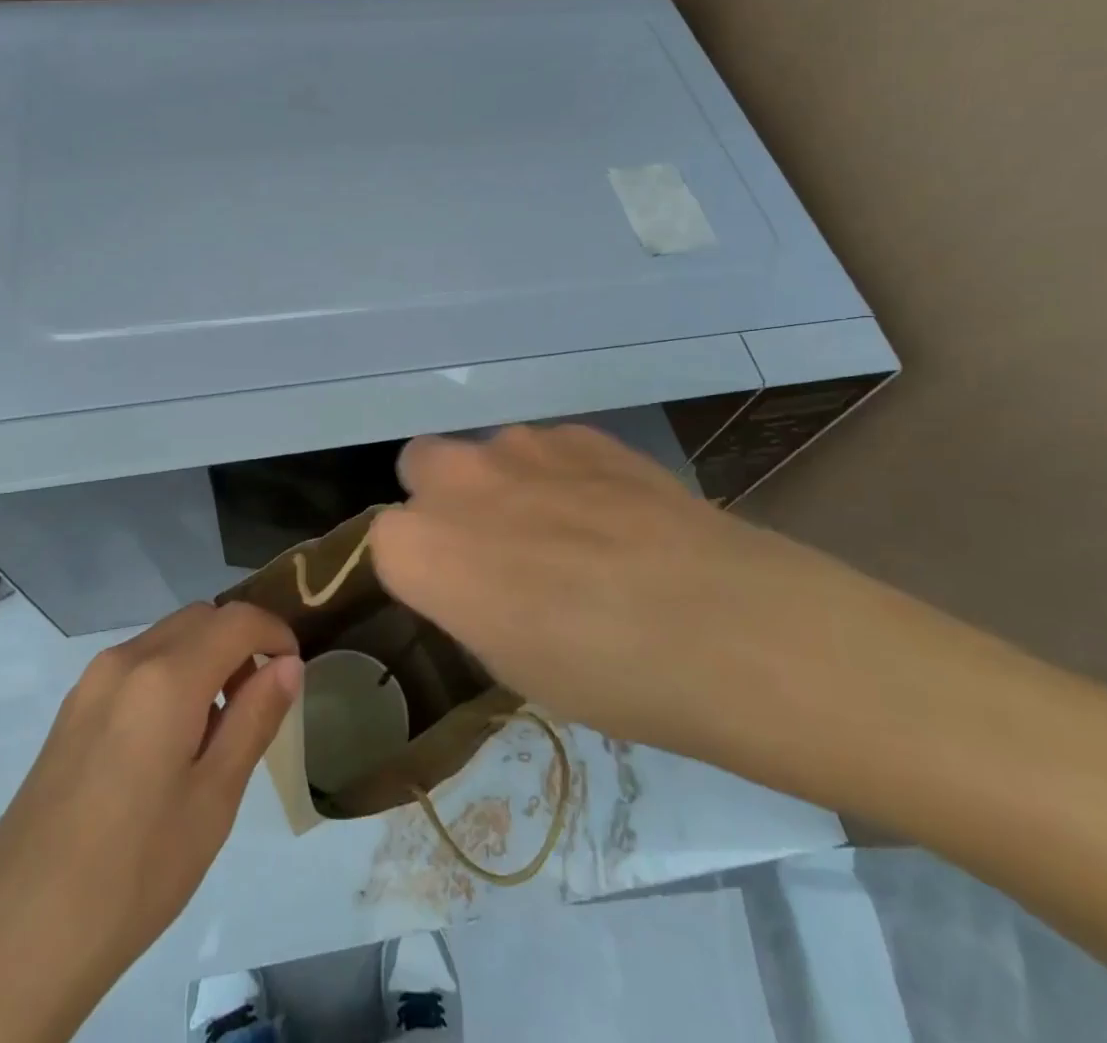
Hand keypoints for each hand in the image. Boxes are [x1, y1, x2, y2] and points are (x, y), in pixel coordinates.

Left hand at [0, 602, 301, 1042]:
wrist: (16, 942)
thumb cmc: (134, 872)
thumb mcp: (213, 799)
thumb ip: (255, 718)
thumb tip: (288, 664)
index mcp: (165, 676)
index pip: (237, 619)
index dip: (276, 633)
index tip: (294, 671)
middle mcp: (125, 660)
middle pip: (200, 619)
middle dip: (240, 641)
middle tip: (260, 700)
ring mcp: (89, 684)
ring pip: (166, 638)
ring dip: (205, 657)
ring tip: (218, 726)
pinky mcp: (70, 712)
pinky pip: (135, 665)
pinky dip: (170, 675)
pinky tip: (170, 741)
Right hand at [367, 423, 896, 774]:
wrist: (720, 624)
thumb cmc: (602, 675)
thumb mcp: (509, 664)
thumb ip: (468, 600)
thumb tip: (478, 577)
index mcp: (419, 547)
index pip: (386, 539)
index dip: (422, 566)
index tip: (456, 592)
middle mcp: (456, 480)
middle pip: (421, 466)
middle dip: (445, 498)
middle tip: (497, 547)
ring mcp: (520, 445)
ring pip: (490, 453)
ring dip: (509, 484)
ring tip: (573, 534)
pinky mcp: (580, 431)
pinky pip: (549, 448)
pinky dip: (564, 473)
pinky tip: (614, 515)